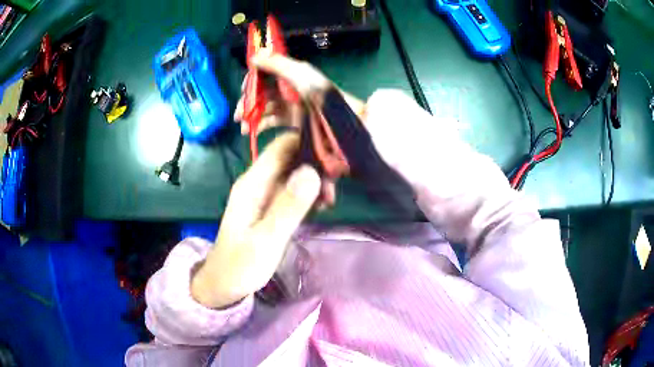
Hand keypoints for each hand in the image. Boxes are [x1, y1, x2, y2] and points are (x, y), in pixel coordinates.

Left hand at [191, 133, 320, 307]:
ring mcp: (264, 193)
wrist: (225, 282)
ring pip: (295, 173)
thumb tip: (312, 171)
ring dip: (315, 182)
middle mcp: (258, 181)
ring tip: (329, 203)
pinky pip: (293, 190)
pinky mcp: (270, 205)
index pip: (282, 145)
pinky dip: (309, 194)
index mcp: (253, 183)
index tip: (334, 159)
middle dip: (316, 166)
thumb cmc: (242, 264)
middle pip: (292, 157)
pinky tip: (320, 208)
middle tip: (333, 191)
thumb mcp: (267, 239)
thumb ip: (289, 206)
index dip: (309, 143)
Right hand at [234, 53, 365, 135]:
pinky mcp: (294, 124)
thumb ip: (280, 64)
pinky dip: (260, 126)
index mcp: (293, 75)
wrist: (348, 129)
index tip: (243, 90)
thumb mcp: (304, 77)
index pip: (267, 73)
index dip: (253, 80)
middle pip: (263, 92)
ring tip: (242, 126)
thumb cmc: (326, 101)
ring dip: (251, 115)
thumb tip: (255, 55)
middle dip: (248, 101)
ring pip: (265, 108)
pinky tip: (251, 132)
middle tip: (238, 115)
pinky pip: (273, 122)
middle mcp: (291, 90)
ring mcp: (292, 107)